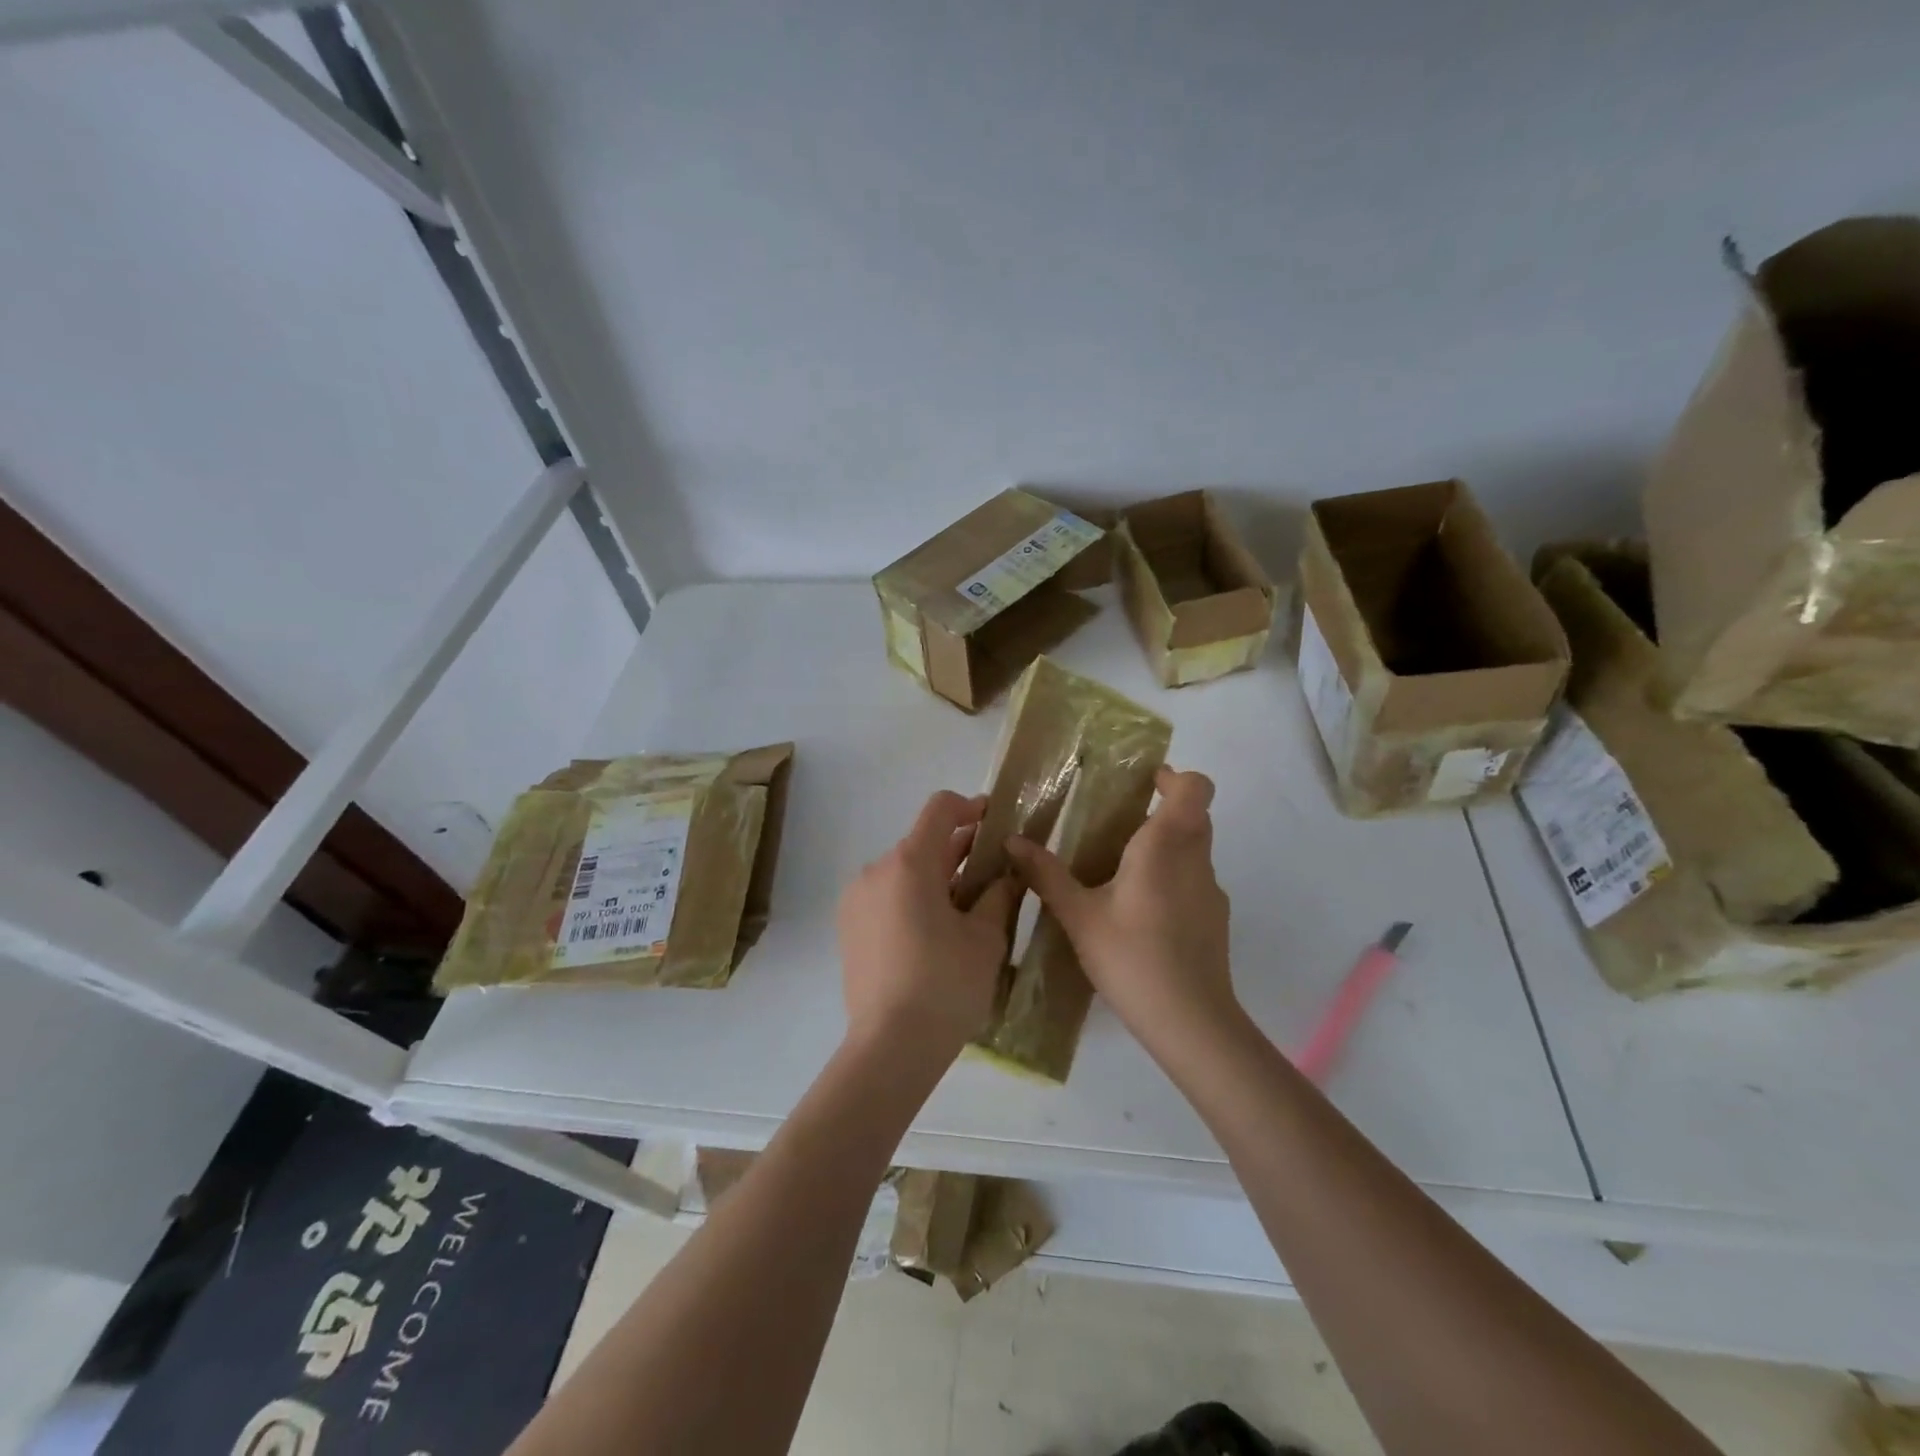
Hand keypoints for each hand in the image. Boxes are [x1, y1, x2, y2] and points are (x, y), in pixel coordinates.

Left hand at [838, 790, 1018, 1064]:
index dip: (970, 807)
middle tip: (993, 872)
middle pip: (922, 842)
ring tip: (967, 907)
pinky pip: (887, 895)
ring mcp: (857, 899)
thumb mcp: (986, 938)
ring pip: (904, 871)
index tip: (994, 822)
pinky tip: (935, 931)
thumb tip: (1005, 874)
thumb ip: (997, 894)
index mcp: (909, 863)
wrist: (891, 1047)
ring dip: (936, 876)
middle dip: (959, 850)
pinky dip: (913, 897)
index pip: (940, 809)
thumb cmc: (946, 985)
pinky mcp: (849, 926)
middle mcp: (876, 871)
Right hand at [1006, 766, 1238, 1058]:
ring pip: (1194, 849)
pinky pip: (1194, 881)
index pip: (1194, 786)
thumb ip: (1046, 874)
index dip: (1173, 776)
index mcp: (1166, 846)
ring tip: (1118, 869)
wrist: (1191, 1023)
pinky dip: (1171, 879)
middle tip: (1117, 822)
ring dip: (1165, 846)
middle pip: (1194, 815)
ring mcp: (1211, 892)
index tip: (1142, 783)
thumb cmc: (1132, 957)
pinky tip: (1139, 913)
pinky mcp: (1215, 920)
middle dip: (1161, 810)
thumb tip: (1012, 840)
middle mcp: (1196, 860)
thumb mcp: (1078, 915)